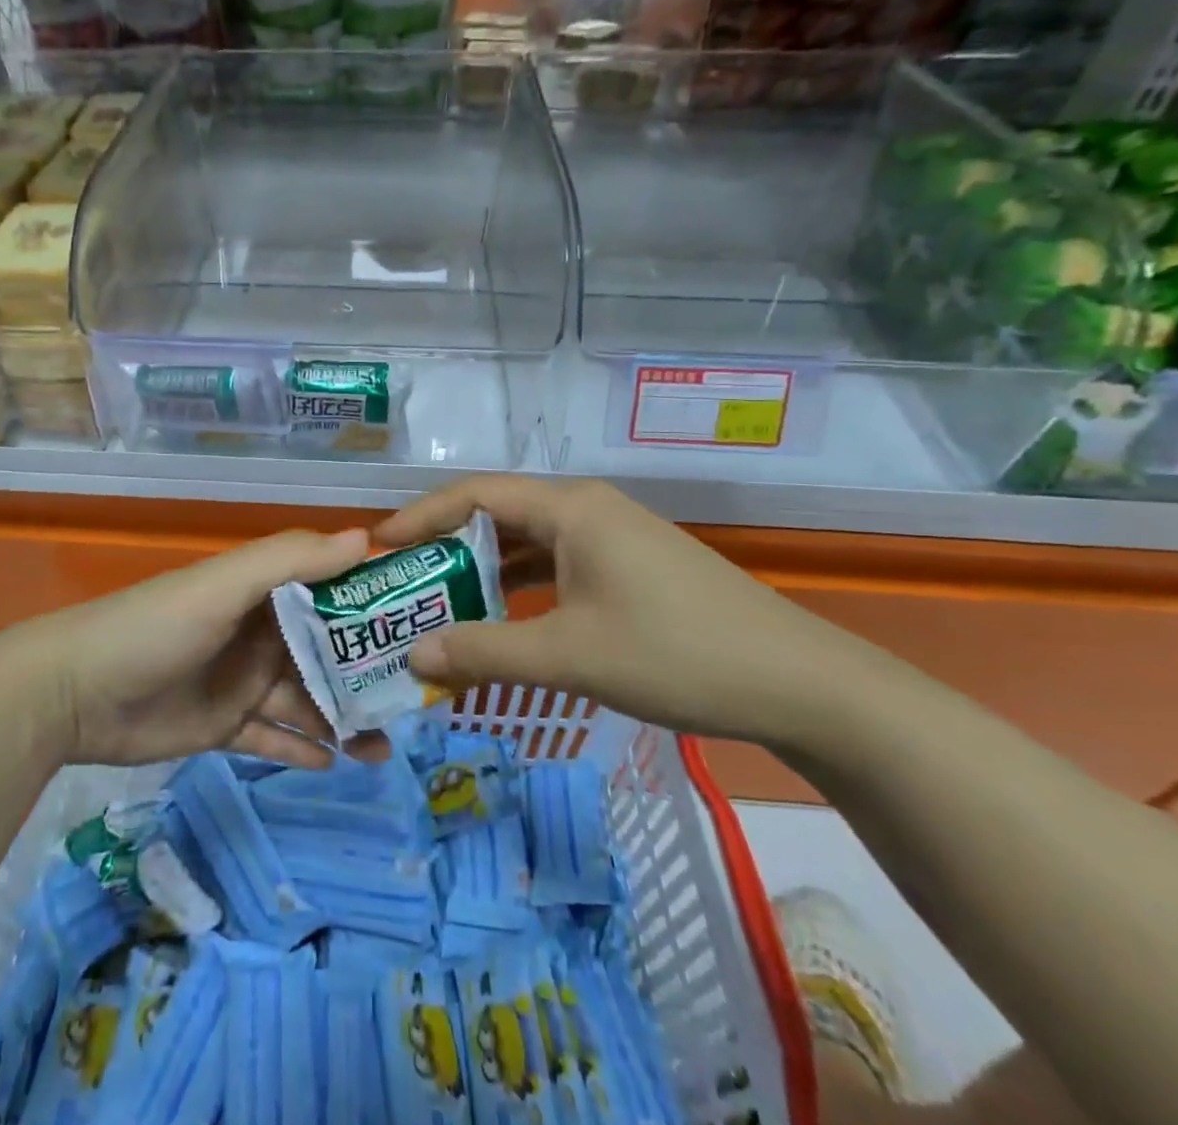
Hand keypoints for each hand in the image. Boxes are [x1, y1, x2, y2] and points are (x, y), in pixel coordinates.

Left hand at [7, 528, 391, 769]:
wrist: (74, 693)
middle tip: (416, 699)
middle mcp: (260, 634)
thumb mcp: (224, 584)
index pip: (331, 591)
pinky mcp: (224, 727)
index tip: (424, 621)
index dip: (374, 603)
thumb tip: (367, 538)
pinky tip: (339, 763)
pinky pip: (275, 739)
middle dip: (368, 672)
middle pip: (327, 652)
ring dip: (345, 719)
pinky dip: (304, 750)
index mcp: (264, 592)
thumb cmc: (156, 627)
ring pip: (307, 701)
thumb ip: (291, 559)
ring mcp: (243, 682)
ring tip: (387, 746)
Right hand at [374, 477, 866, 743]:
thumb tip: (414, 658)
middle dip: (446, 545)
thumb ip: (485, 653)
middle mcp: (588, 509)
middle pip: (498, 514)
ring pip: (529, 542)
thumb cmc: (676, 654)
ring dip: (485, 570)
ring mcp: (614, 537)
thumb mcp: (570, 655)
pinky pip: (558, 564)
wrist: (800, 684)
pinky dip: (522, 587)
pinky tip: (505, 619)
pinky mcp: (631, 567)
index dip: (421, 516)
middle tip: (402, 580)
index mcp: (570, 508)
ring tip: (440, 602)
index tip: (378, 545)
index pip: (474, 494)